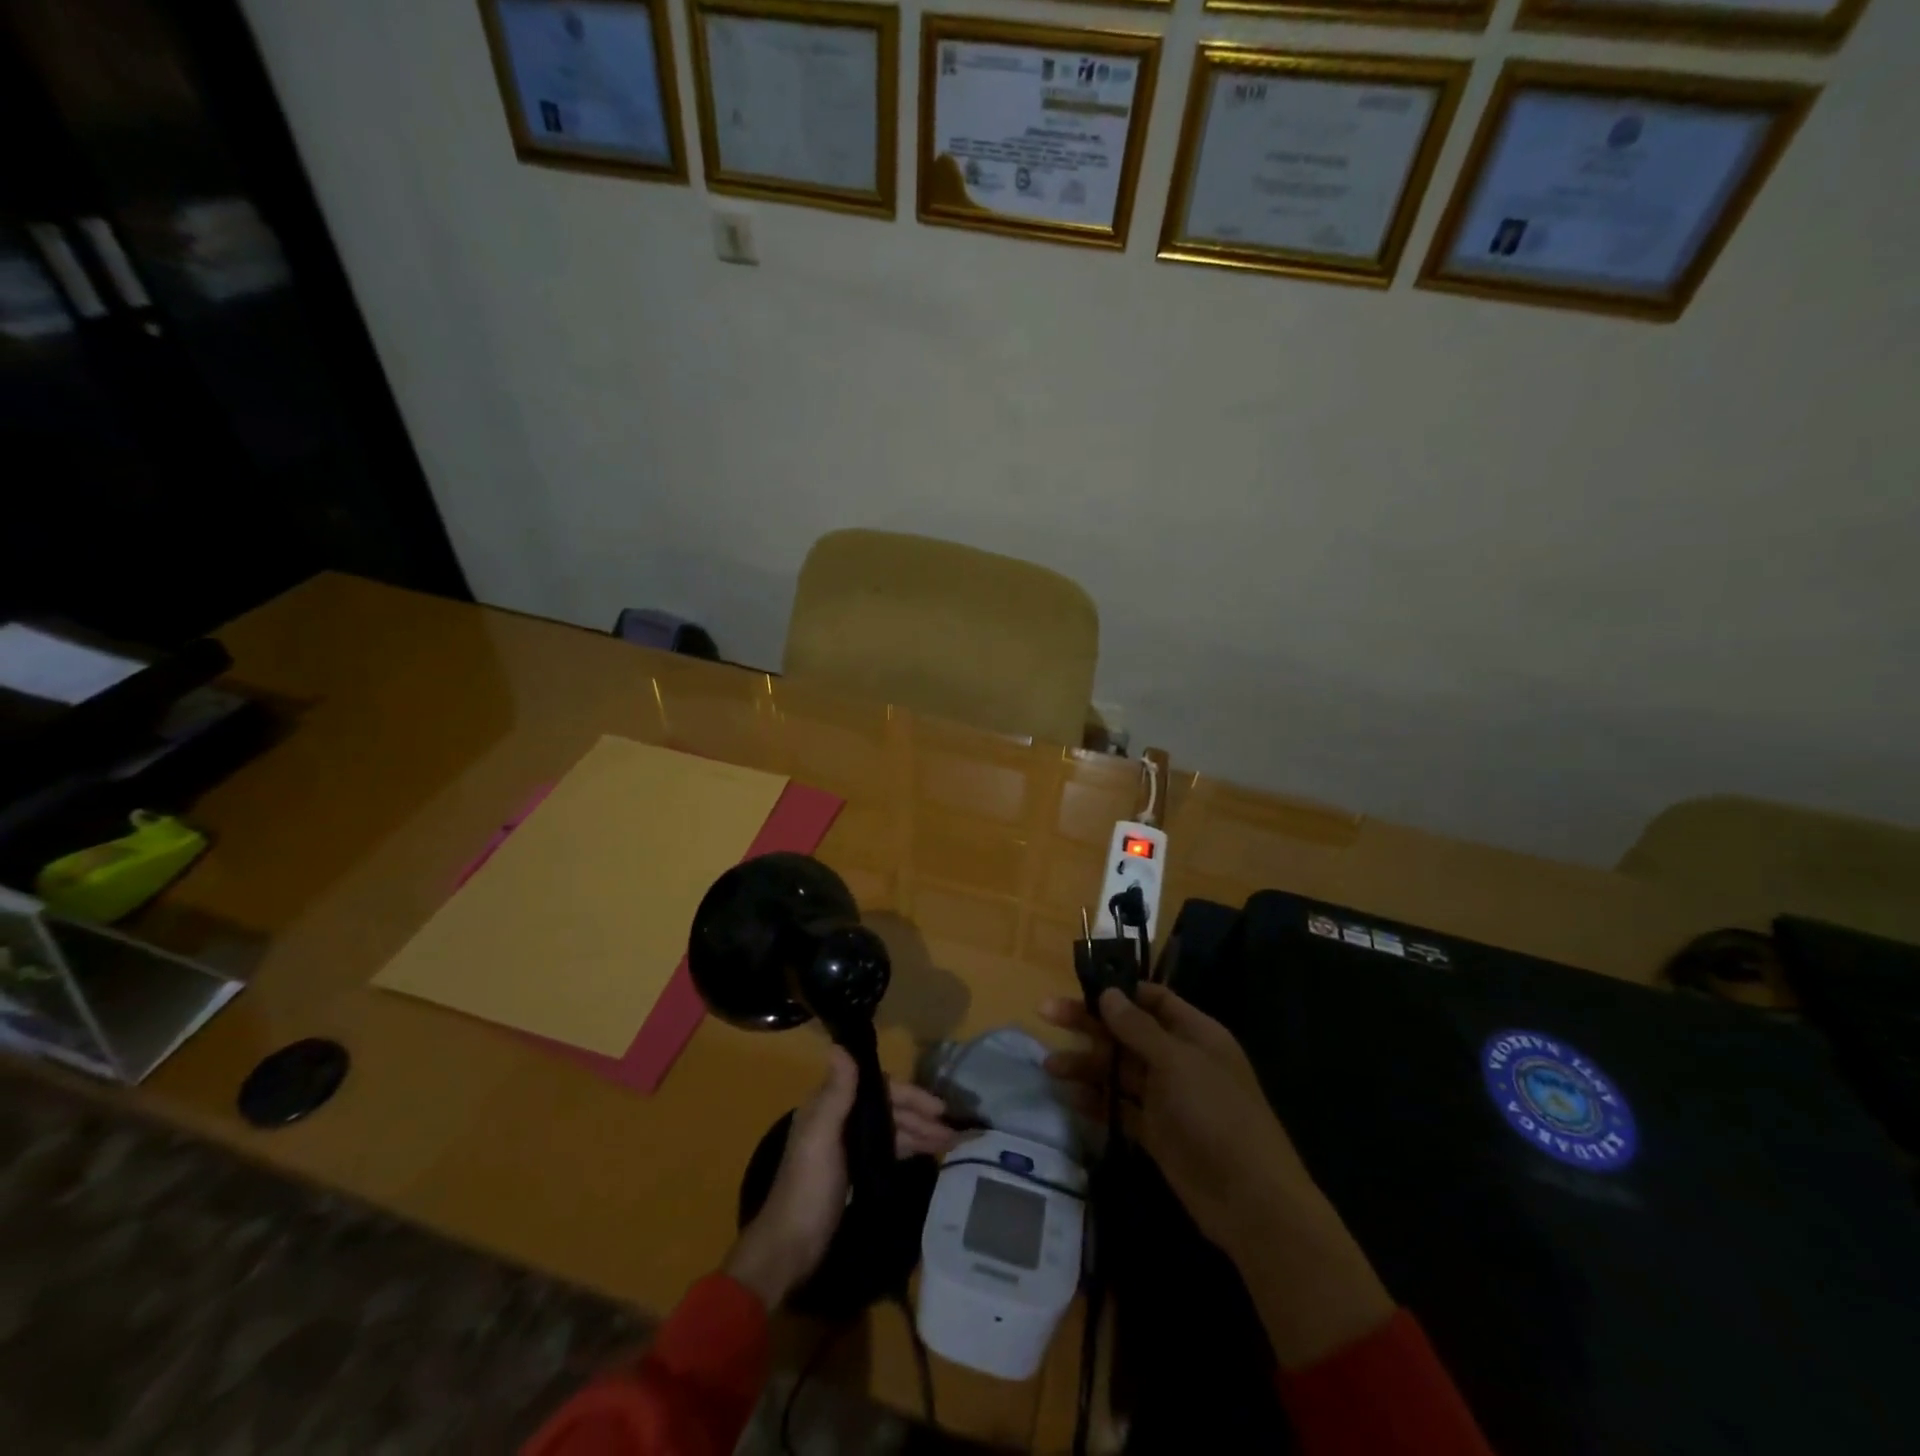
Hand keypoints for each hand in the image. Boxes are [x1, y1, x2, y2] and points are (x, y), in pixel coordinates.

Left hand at [723, 1049, 956, 1307]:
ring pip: (890, 1130)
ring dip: (919, 1133)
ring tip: (949, 1144)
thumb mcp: (821, 1136)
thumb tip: (841, 1043)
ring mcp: (846, 1147)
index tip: (938, 1106)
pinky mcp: (853, 1172)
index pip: (878, 1088)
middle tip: (952, 1131)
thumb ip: (835, 1092)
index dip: (909, 1094)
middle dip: (919, 1116)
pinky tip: (926, 1154)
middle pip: (887, 1108)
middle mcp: (838, 1119)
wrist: (790, 1249)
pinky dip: (907, 1148)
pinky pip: (886, 1150)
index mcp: (828, 1105)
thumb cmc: (807, 1188)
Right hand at [1042, 985, 1392, 1366]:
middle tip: (1046, 1013)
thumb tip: (1108, 993)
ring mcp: (1167, 1097)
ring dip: (1086, 1065)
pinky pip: (1121, 1108)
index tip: (1080, 985)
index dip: (1118, 991)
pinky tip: (1069, 1097)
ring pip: (1119, 1070)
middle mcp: (1179, 1059)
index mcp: (1194, 1033)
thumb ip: (1138, 1028)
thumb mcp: (1176, 1062)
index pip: (1152, 999)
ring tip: (1049, 1066)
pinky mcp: (1156, 1132)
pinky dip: (1097, 1101)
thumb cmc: (1217, 1115)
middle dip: (1089, 1023)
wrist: (1251, 1201)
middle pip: (1127, 1032)